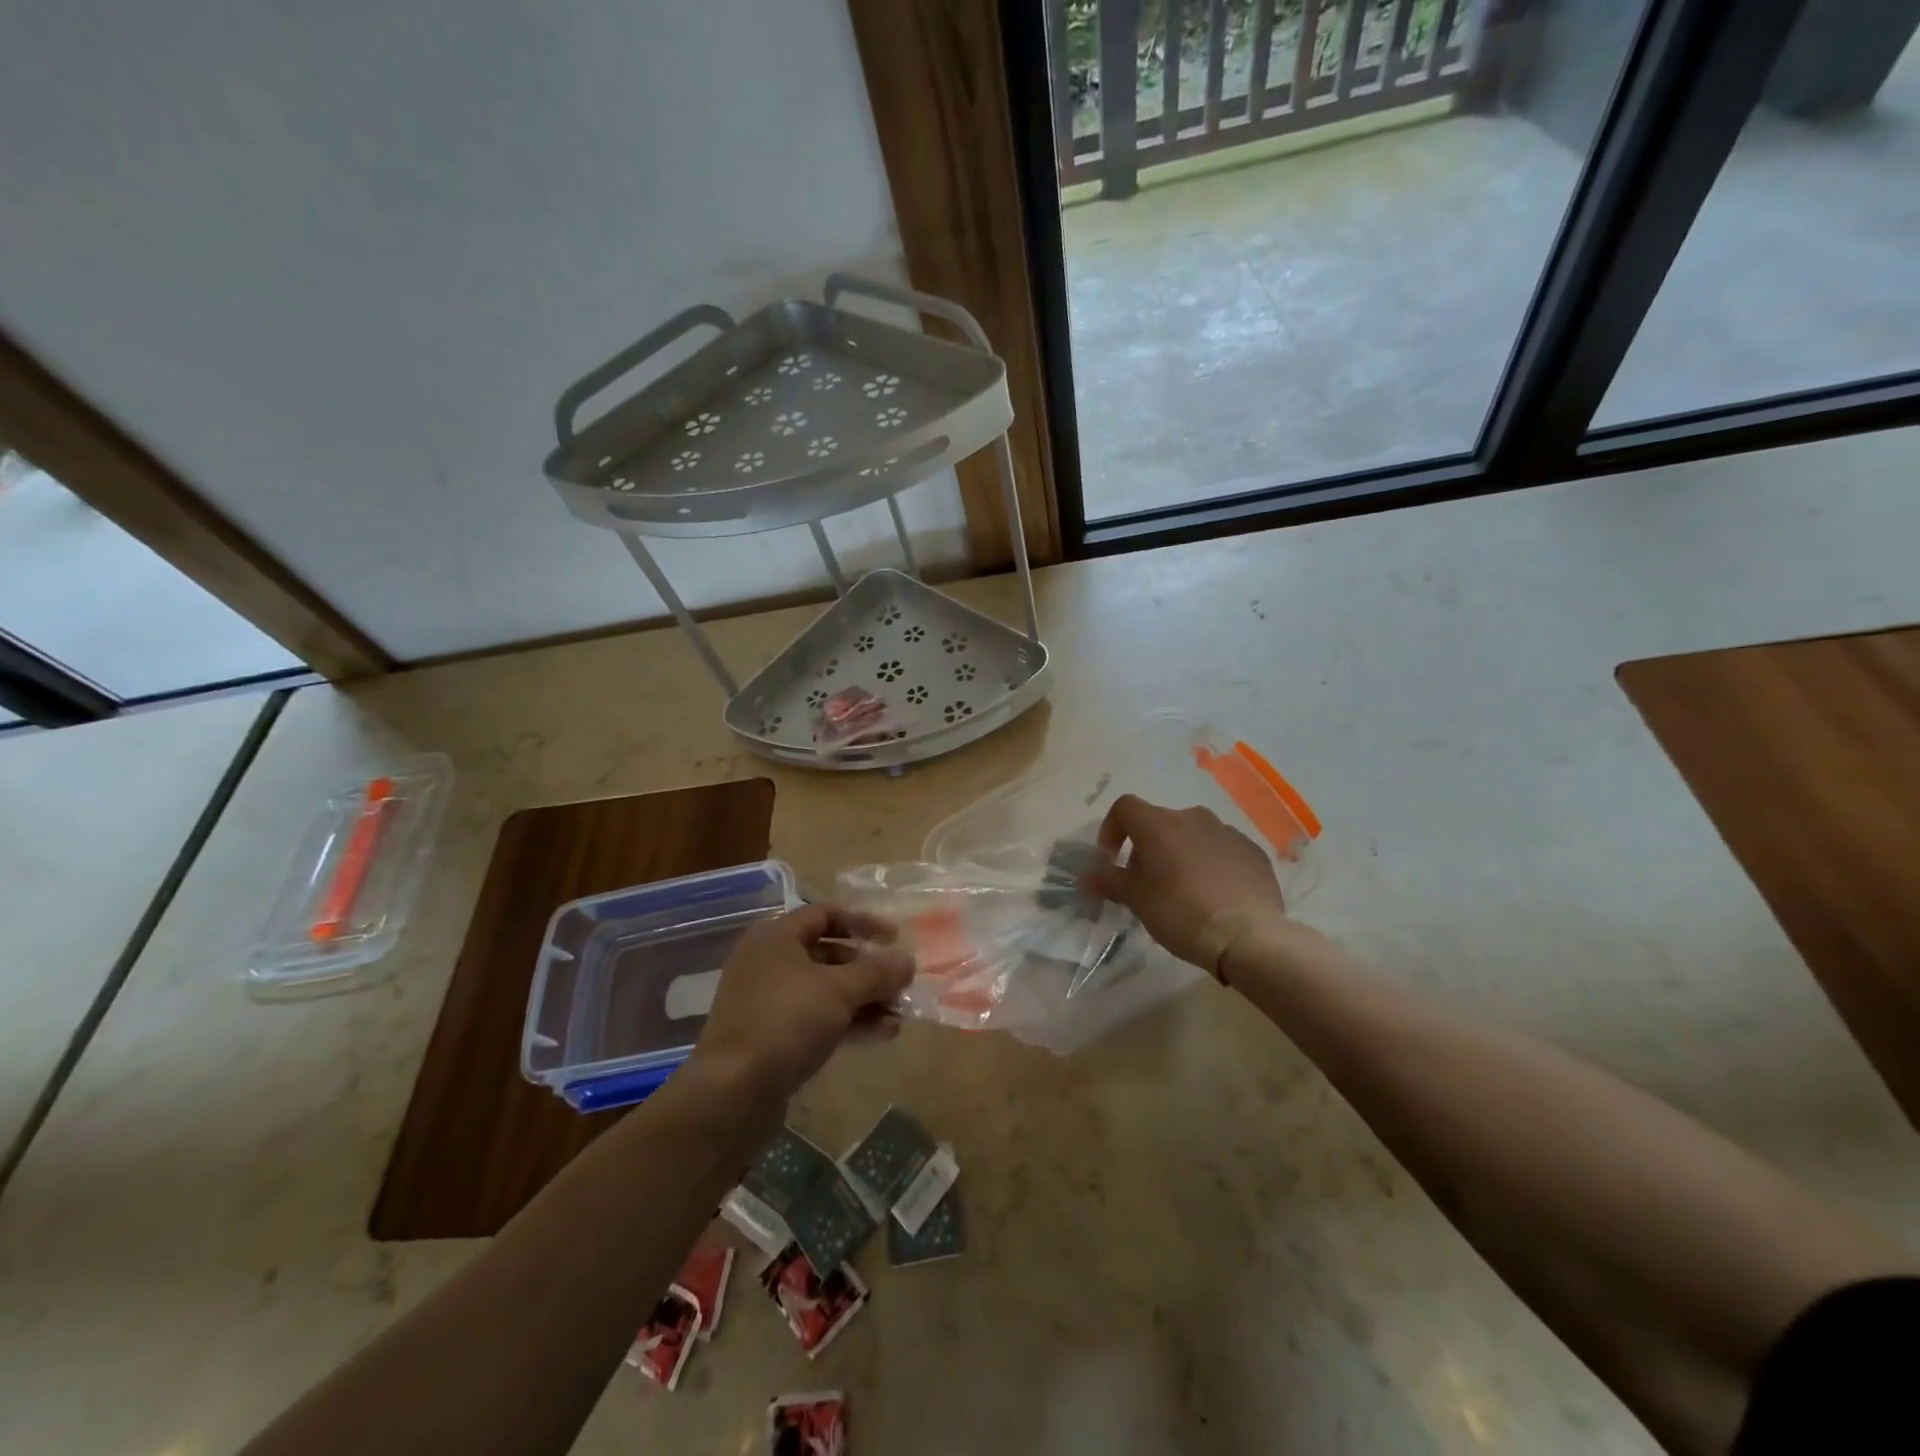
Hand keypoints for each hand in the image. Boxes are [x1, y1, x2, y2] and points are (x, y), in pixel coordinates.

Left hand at [689, 905, 913, 1100]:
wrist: (732, 1092)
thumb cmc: (786, 1021)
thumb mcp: (839, 990)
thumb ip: (877, 972)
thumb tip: (908, 961)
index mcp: (776, 938)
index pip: (825, 914)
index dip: (862, 922)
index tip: (895, 938)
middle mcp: (769, 963)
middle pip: (828, 954)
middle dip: (868, 969)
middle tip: (900, 983)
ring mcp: (768, 1002)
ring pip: (826, 991)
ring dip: (864, 999)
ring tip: (899, 1014)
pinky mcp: (772, 1037)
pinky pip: (817, 1019)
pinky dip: (848, 1022)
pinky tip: (882, 1035)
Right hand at [1085, 795, 1287, 969]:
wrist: (1247, 936)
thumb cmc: (1180, 912)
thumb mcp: (1136, 900)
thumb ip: (1109, 882)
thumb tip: (1086, 878)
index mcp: (1158, 824)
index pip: (1125, 808)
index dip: (1112, 830)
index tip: (1112, 861)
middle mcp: (1192, 817)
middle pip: (1159, 822)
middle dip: (1147, 848)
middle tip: (1146, 883)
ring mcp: (1226, 832)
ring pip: (1192, 835)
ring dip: (1180, 853)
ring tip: (1183, 889)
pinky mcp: (1252, 851)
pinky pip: (1221, 850)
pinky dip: (1211, 864)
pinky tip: (1214, 895)